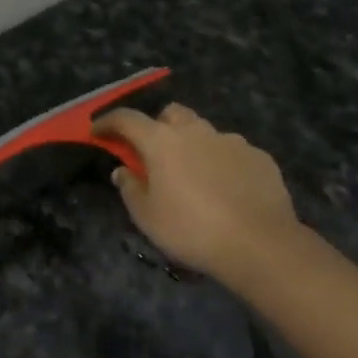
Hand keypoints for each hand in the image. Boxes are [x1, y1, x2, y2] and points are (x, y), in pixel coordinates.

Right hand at [95, 104, 303, 289]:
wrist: (259, 243)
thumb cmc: (192, 230)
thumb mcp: (147, 217)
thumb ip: (130, 188)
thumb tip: (122, 170)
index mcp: (162, 142)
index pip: (127, 119)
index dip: (109, 122)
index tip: (97, 130)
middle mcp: (196, 131)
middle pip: (171, 114)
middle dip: (158, 126)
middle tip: (155, 154)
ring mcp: (231, 140)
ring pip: (204, 132)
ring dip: (193, 145)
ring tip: (195, 176)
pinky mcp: (258, 156)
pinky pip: (233, 151)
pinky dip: (223, 163)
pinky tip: (227, 189)